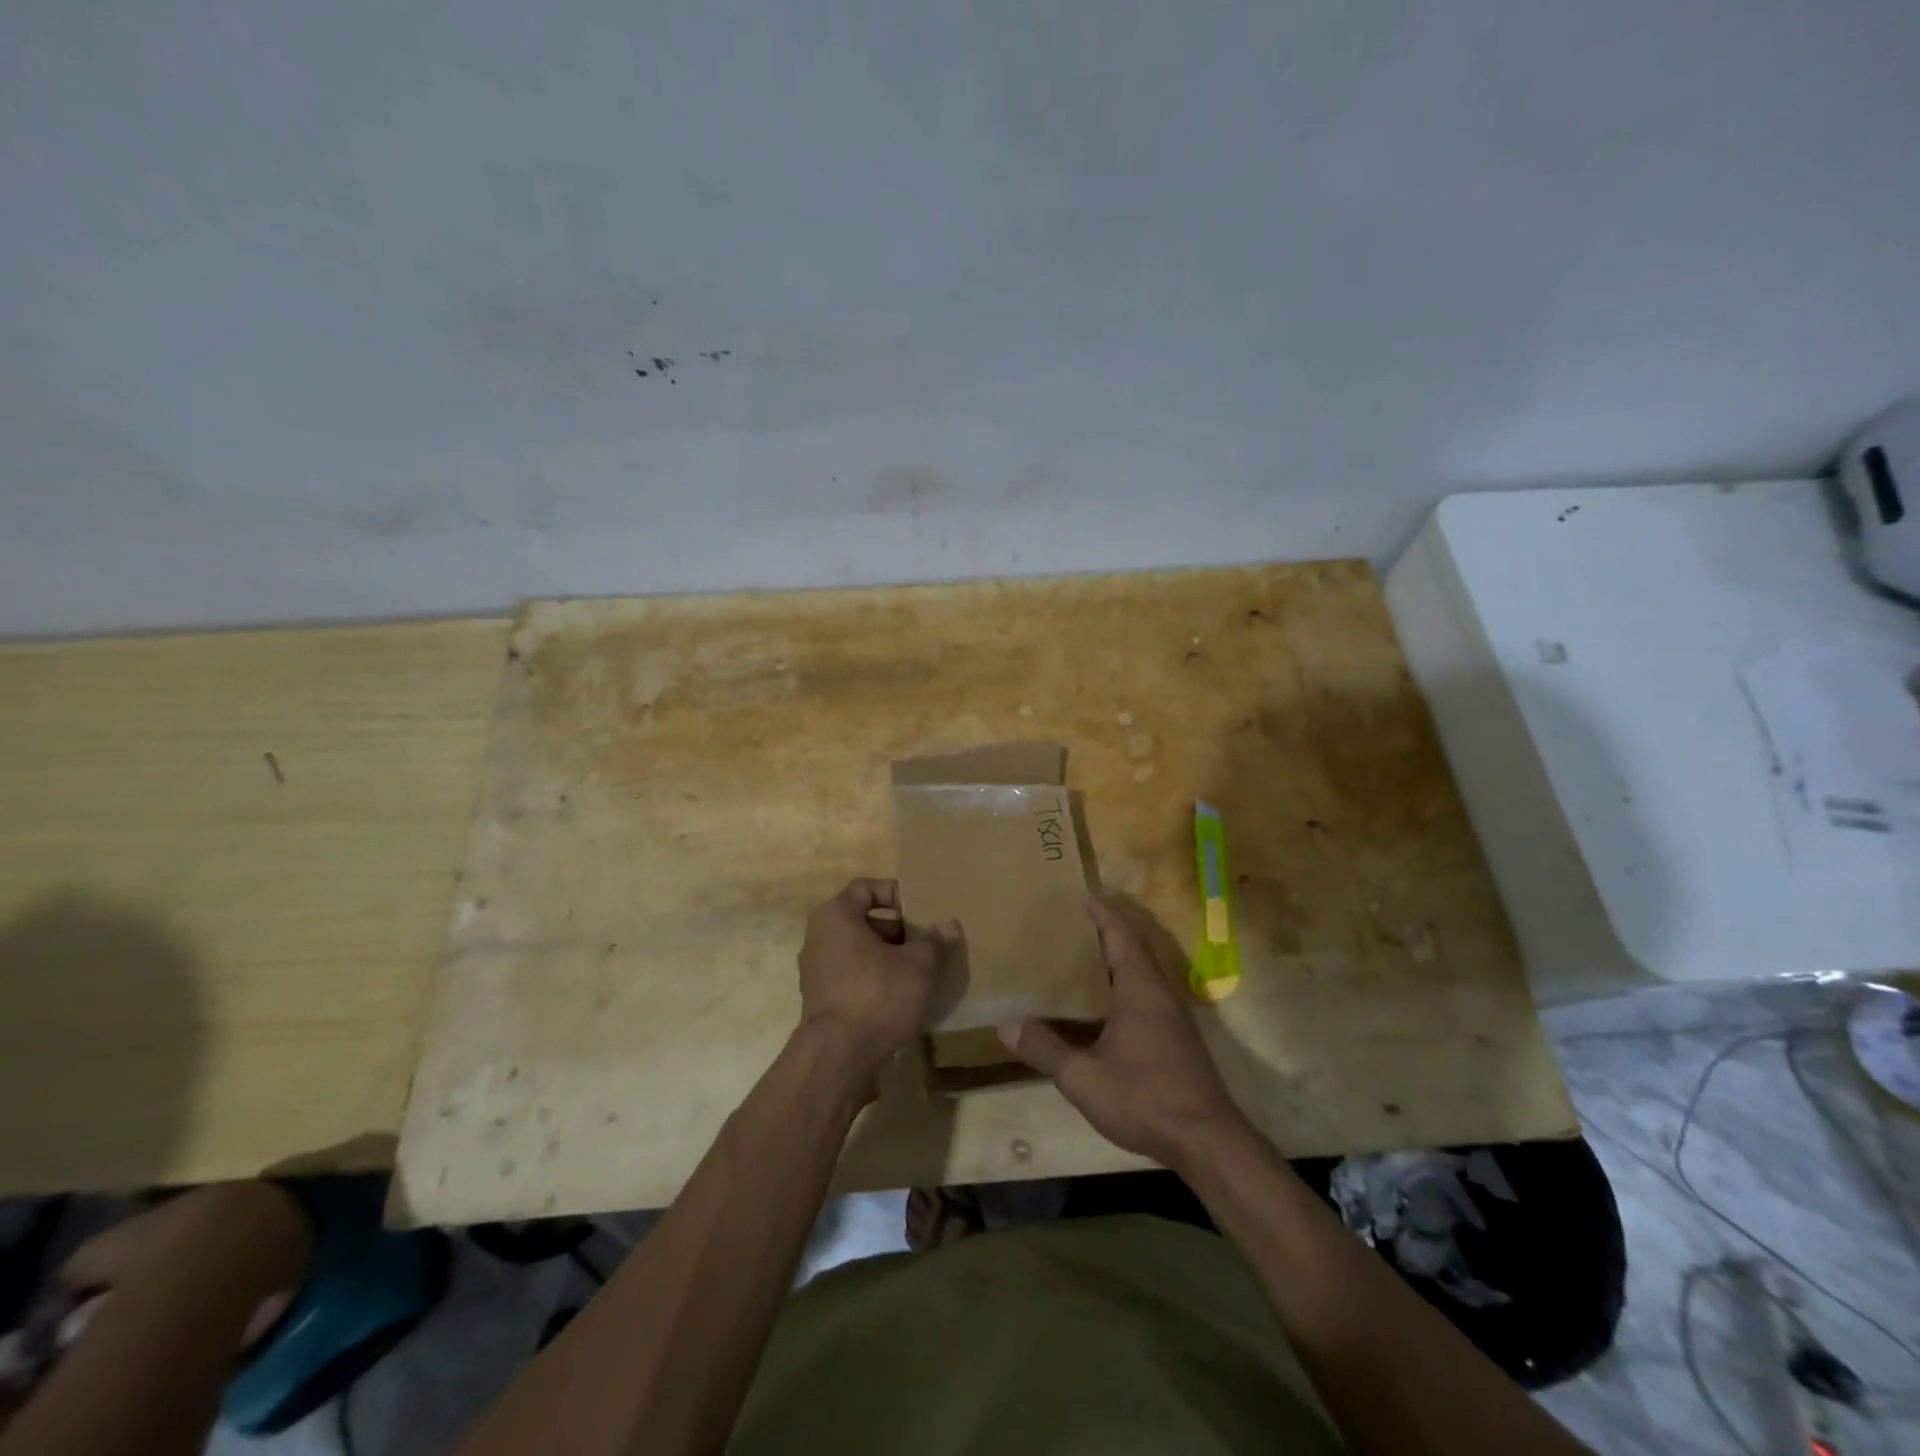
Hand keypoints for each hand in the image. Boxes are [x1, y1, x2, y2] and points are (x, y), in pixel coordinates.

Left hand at [796, 879, 946, 1081]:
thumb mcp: (918, 965)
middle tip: (923, 944)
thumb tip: (948, 924)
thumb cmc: (877, 996)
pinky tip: (897, 997)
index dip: (894, 894)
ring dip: (885, 956)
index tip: (919, 913)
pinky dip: (872, 978)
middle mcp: (818, 936)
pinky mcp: (819, 999)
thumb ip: (933, 940)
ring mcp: (815, 970)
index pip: (865, 888)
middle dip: (895, 930)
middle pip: (861, 920)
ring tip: (916, 972)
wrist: (838, 1057)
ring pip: (856, 950)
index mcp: (836, 916)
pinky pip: (850, 975)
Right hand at [999, 897, 1250, 1171]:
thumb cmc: (1145, 1099)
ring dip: (1121, 956)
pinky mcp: (1179, 1037)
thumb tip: (1006, 1025)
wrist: (1207, 1141)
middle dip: (1111, 929)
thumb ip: (1046, 1050)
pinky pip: (1151, 991)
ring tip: (1088, 956)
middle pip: (1137, 947)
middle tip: (1079, 922)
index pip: (1121, 937)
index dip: (1103, 915)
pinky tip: (1109, 1003)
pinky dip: (1129, 980)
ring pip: (1147, 969)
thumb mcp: (1084, 1078)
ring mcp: (1175, 1015)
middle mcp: (1161, 993)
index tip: (1083, 897)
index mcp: (1140, 990)